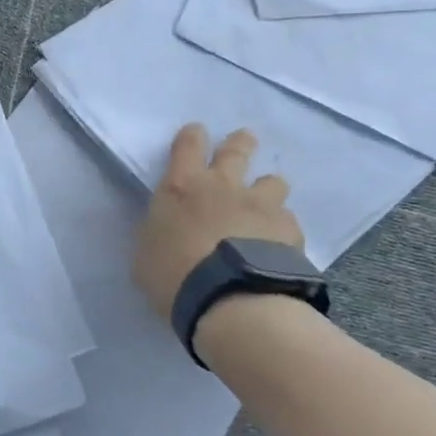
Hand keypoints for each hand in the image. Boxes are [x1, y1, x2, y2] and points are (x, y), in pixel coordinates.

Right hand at [133, 124, 303, 318]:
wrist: (231, 301)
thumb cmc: (174, 277)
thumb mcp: (145, 255)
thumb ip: (158, 234)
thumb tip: (165, 231)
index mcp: (182, 187)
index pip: (188, 145)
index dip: (192, 136)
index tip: (196, 134)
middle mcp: (223, 186)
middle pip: (236, 149)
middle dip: (240, 143)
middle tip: (243, 142)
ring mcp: (260, 205)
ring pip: (273, 181)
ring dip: (268, 188)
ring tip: (266, 205)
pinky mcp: (290, 230)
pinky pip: (288, 221)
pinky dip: (282, 229)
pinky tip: (279, 246)